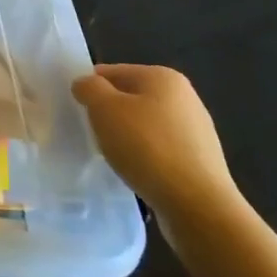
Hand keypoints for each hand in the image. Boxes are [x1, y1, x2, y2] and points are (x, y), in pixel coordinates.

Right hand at [72, 63, 242, 226]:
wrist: (197, 205)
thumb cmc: (146, 147)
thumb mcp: (104, 109)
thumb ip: (89, 88)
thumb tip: (86, 84)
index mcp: (162, 77)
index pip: (112, 72)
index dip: (90, 88)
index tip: (76, 110)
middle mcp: (184, 97)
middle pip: (130, 97)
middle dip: (109, 113)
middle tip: (92, 133)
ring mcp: (196, 129)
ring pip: (145, 124)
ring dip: (126, 136)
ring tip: (113, 156)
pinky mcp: (200, 160)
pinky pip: (160, 149)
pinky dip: (144, 156)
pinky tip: (136, 172)